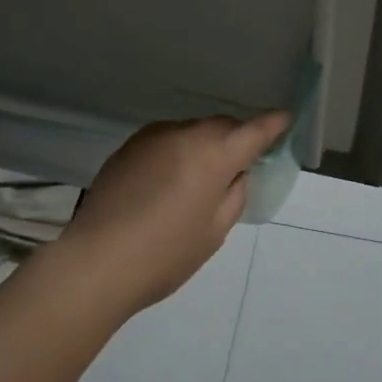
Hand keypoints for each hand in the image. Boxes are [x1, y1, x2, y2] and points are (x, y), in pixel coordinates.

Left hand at [62, 113, 290, 311]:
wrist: (95, 262)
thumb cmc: (165, 254)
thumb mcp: (214, 231)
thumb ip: (234, 194)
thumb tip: (235, 173)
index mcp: (214, 154)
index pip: (254, 130)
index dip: (273, 124)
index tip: (285, 119)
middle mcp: (185, 134)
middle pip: (222, 126)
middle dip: (236, 138)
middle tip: (239, 166)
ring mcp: (153, 136)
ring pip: (193, 131)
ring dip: (205, 144)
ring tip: (199, 179)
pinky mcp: (129, 146)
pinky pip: (167, 140)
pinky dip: (178, 151)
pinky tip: (168, 181)